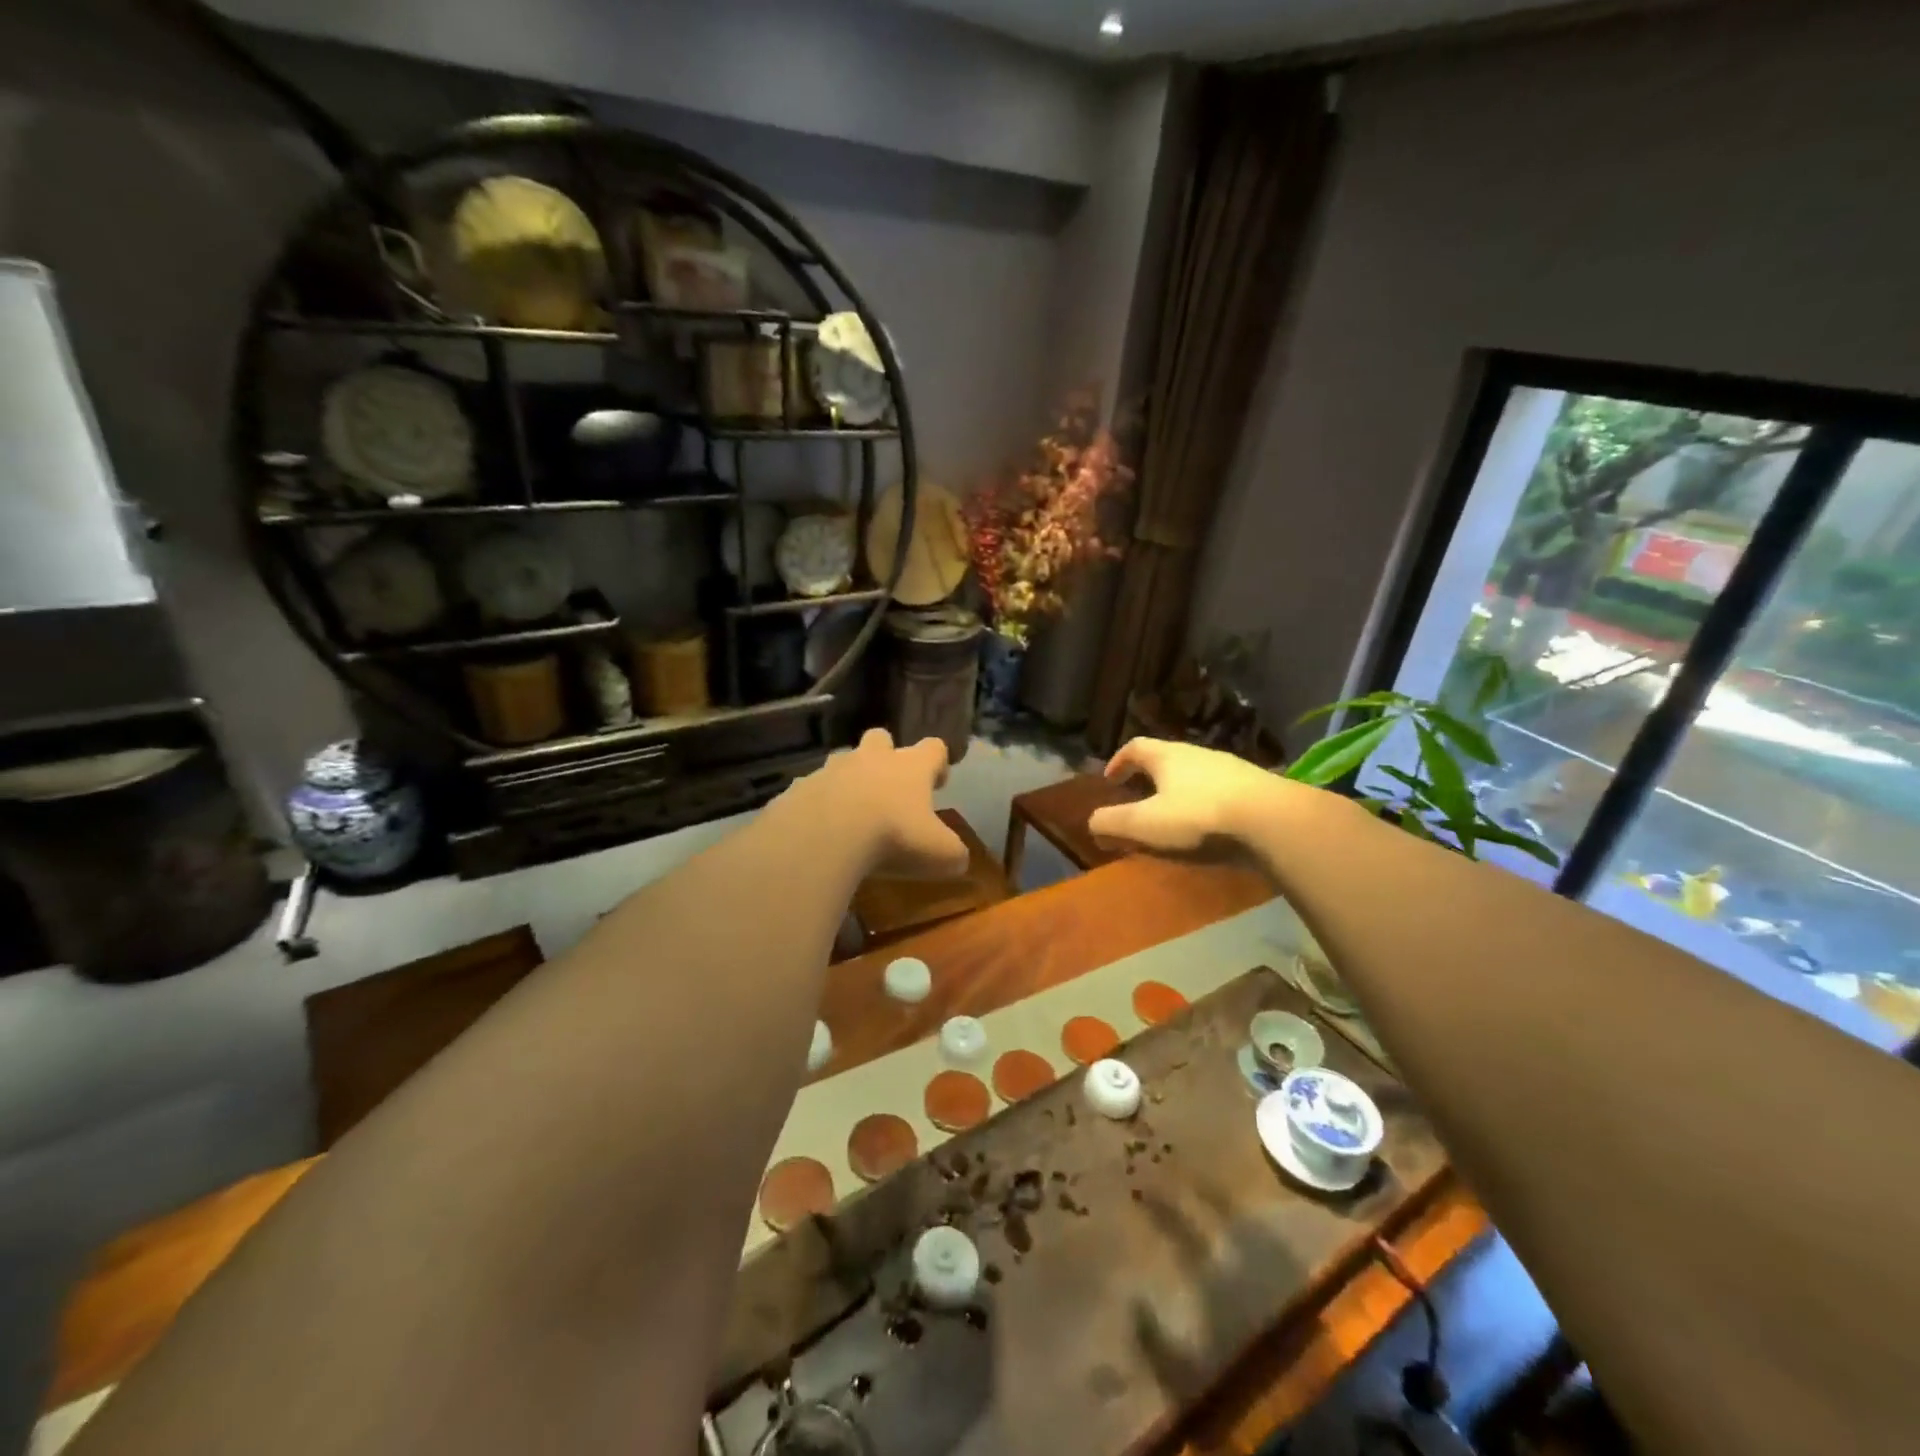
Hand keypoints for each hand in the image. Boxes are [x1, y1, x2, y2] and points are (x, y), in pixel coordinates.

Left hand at [793, 729, 968, 878]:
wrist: (823, 836)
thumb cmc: (892, 837)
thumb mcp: (939, 854)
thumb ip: (953, 854)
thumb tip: (959, 859)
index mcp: (910, 767)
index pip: (933, 747)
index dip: (938, 761)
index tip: (938, 782)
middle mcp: (871, 759)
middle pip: (880, 738)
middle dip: (886, 755)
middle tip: (890, 787)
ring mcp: (831, 770)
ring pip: (842, 761)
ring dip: (849, 778)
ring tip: (850, 810)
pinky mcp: (798, 789)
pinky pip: (810, 790)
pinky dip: (816, 805)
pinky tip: (818, 831)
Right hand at [1088, 738, 1287, 855]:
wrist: (1272, 820)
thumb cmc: (1199, 816)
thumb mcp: (1145, 824)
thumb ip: (1112, 822)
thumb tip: (1091, 822)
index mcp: (1167, 756)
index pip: (1135, 747)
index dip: (1119, 761)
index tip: (1110, 780)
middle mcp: (1198, 754)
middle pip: (1167, 758)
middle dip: (1150, 777)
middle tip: (1139, 799)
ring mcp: (1230, 769)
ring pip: (1196, 774)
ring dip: (1180, 791)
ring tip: (1175, 816)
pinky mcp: (1256, 788)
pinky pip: (1221, 791)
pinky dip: (1207, 803)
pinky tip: (1210, 826)